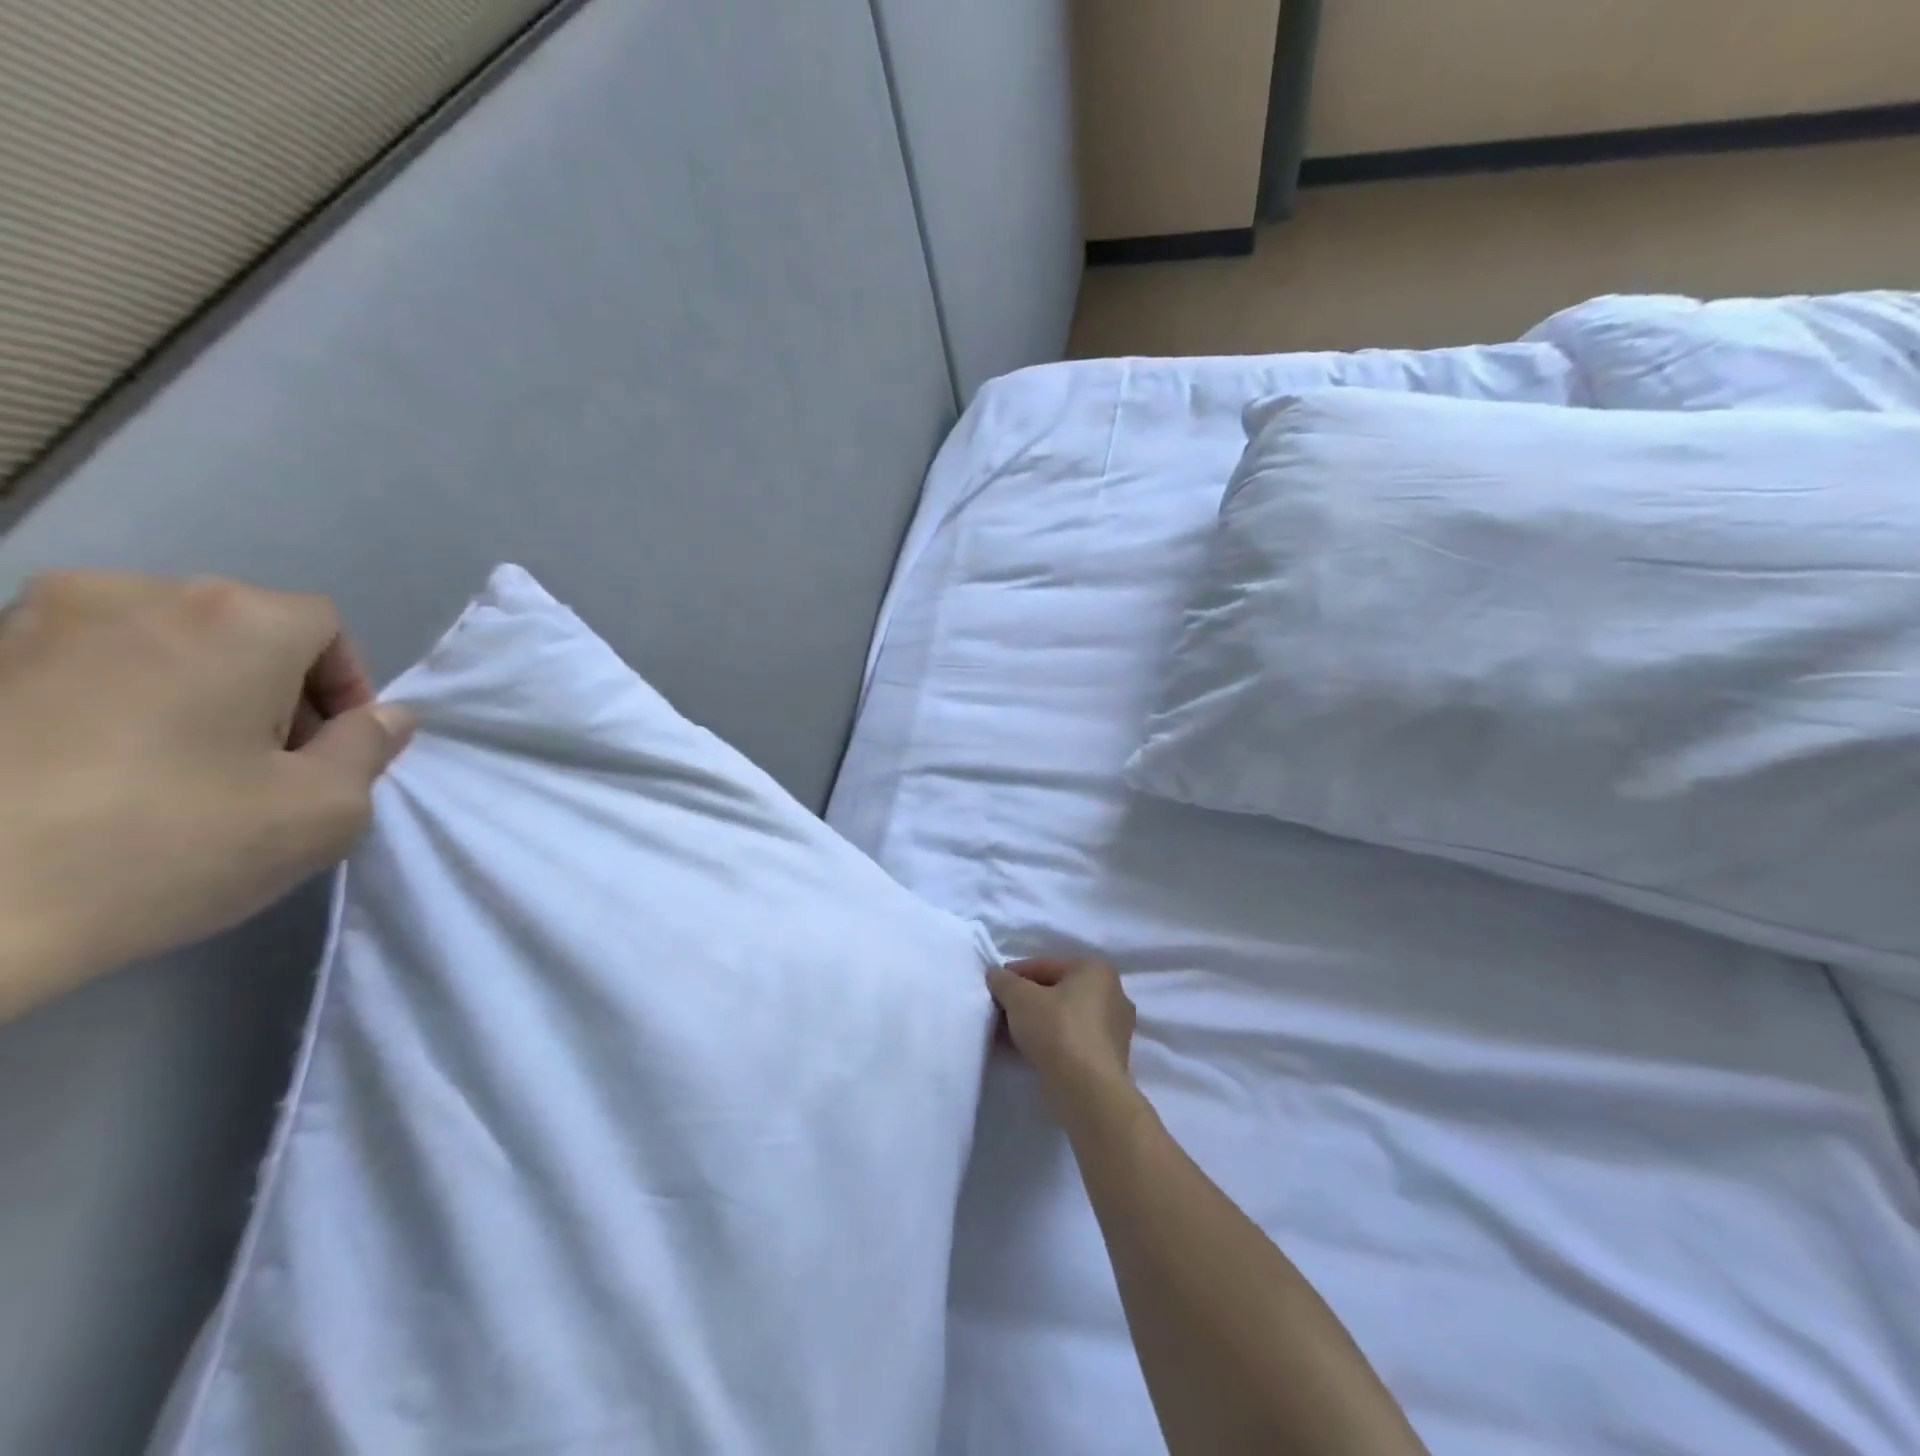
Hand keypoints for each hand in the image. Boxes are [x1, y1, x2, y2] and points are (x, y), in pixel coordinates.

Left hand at [0, 571, 415, 1018]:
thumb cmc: (167, 846)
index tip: (330, 753)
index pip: (325, 628)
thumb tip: (385, 717)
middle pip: (245, 630)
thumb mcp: (324, 810)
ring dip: (198, 694)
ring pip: (164, 645)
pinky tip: (101, 773)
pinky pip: (85, 667)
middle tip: (266, 769)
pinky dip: (118, 704)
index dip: (345, 688)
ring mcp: (32, 622)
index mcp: (233, 618)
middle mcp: (133, 593)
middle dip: (275, 691)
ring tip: (180, 772)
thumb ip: (370, 750)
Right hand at [988, 956, 1137, 1118]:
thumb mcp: (1019, 998)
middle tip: (999, 1013)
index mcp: (1096, 969)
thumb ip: (1004, 981)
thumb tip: (996, 975)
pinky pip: (1073, 1039)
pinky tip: (1028, 1052)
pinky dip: (1051, 1041)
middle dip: (1026, 1001)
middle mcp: (1112, 993)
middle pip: (1056, 991)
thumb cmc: (1057, 1030)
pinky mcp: (1110, 1057)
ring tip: (1009, 1036)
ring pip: (1064, 1017)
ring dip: (1036, 1023)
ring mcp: (1115, 1028)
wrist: (1088, 1092)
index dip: (1013, 975)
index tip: (992, 989)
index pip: (1044, 965)